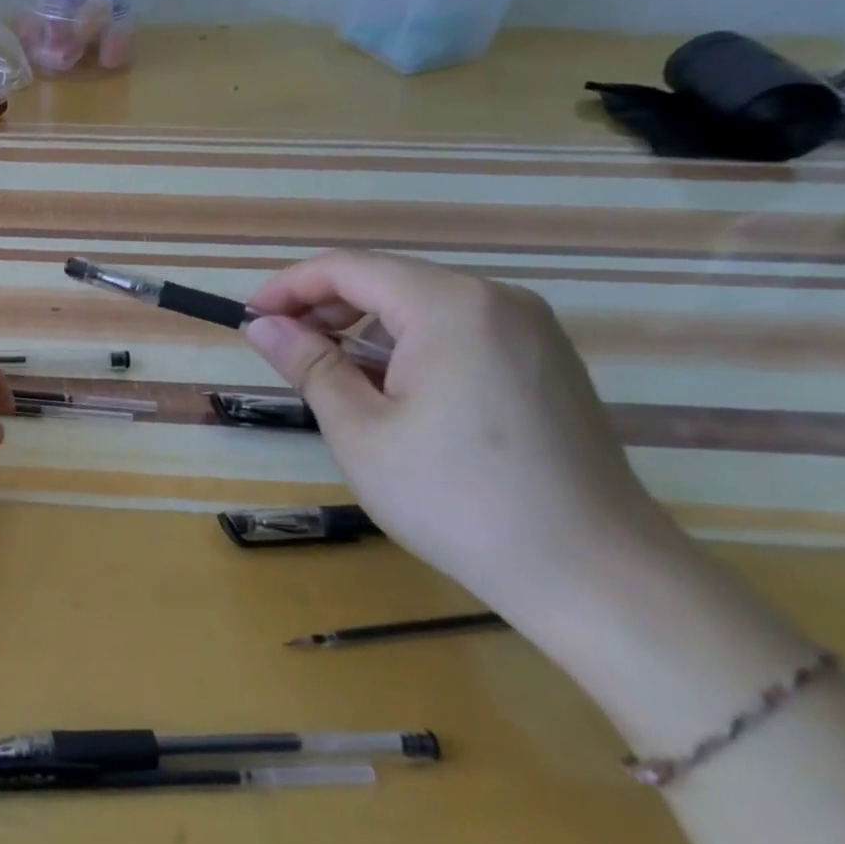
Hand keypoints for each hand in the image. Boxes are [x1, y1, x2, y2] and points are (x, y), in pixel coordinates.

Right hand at [242, 251, 687, 618]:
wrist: (595, 575)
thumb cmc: (457, 498)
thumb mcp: (361, 430)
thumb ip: (308, 364)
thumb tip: (261, 325)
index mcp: (450, 305)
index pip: (347, 268)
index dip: (288, 287)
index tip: (248, 318)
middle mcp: (495, 300)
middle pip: (387, 280)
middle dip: (324, 308)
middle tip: (281, 351)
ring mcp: (529, 330)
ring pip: (421, 306)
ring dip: (364, 330)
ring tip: (330, 377)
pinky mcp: (544, 361)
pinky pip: (457, 330)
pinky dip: (408, 346)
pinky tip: (390, 392)